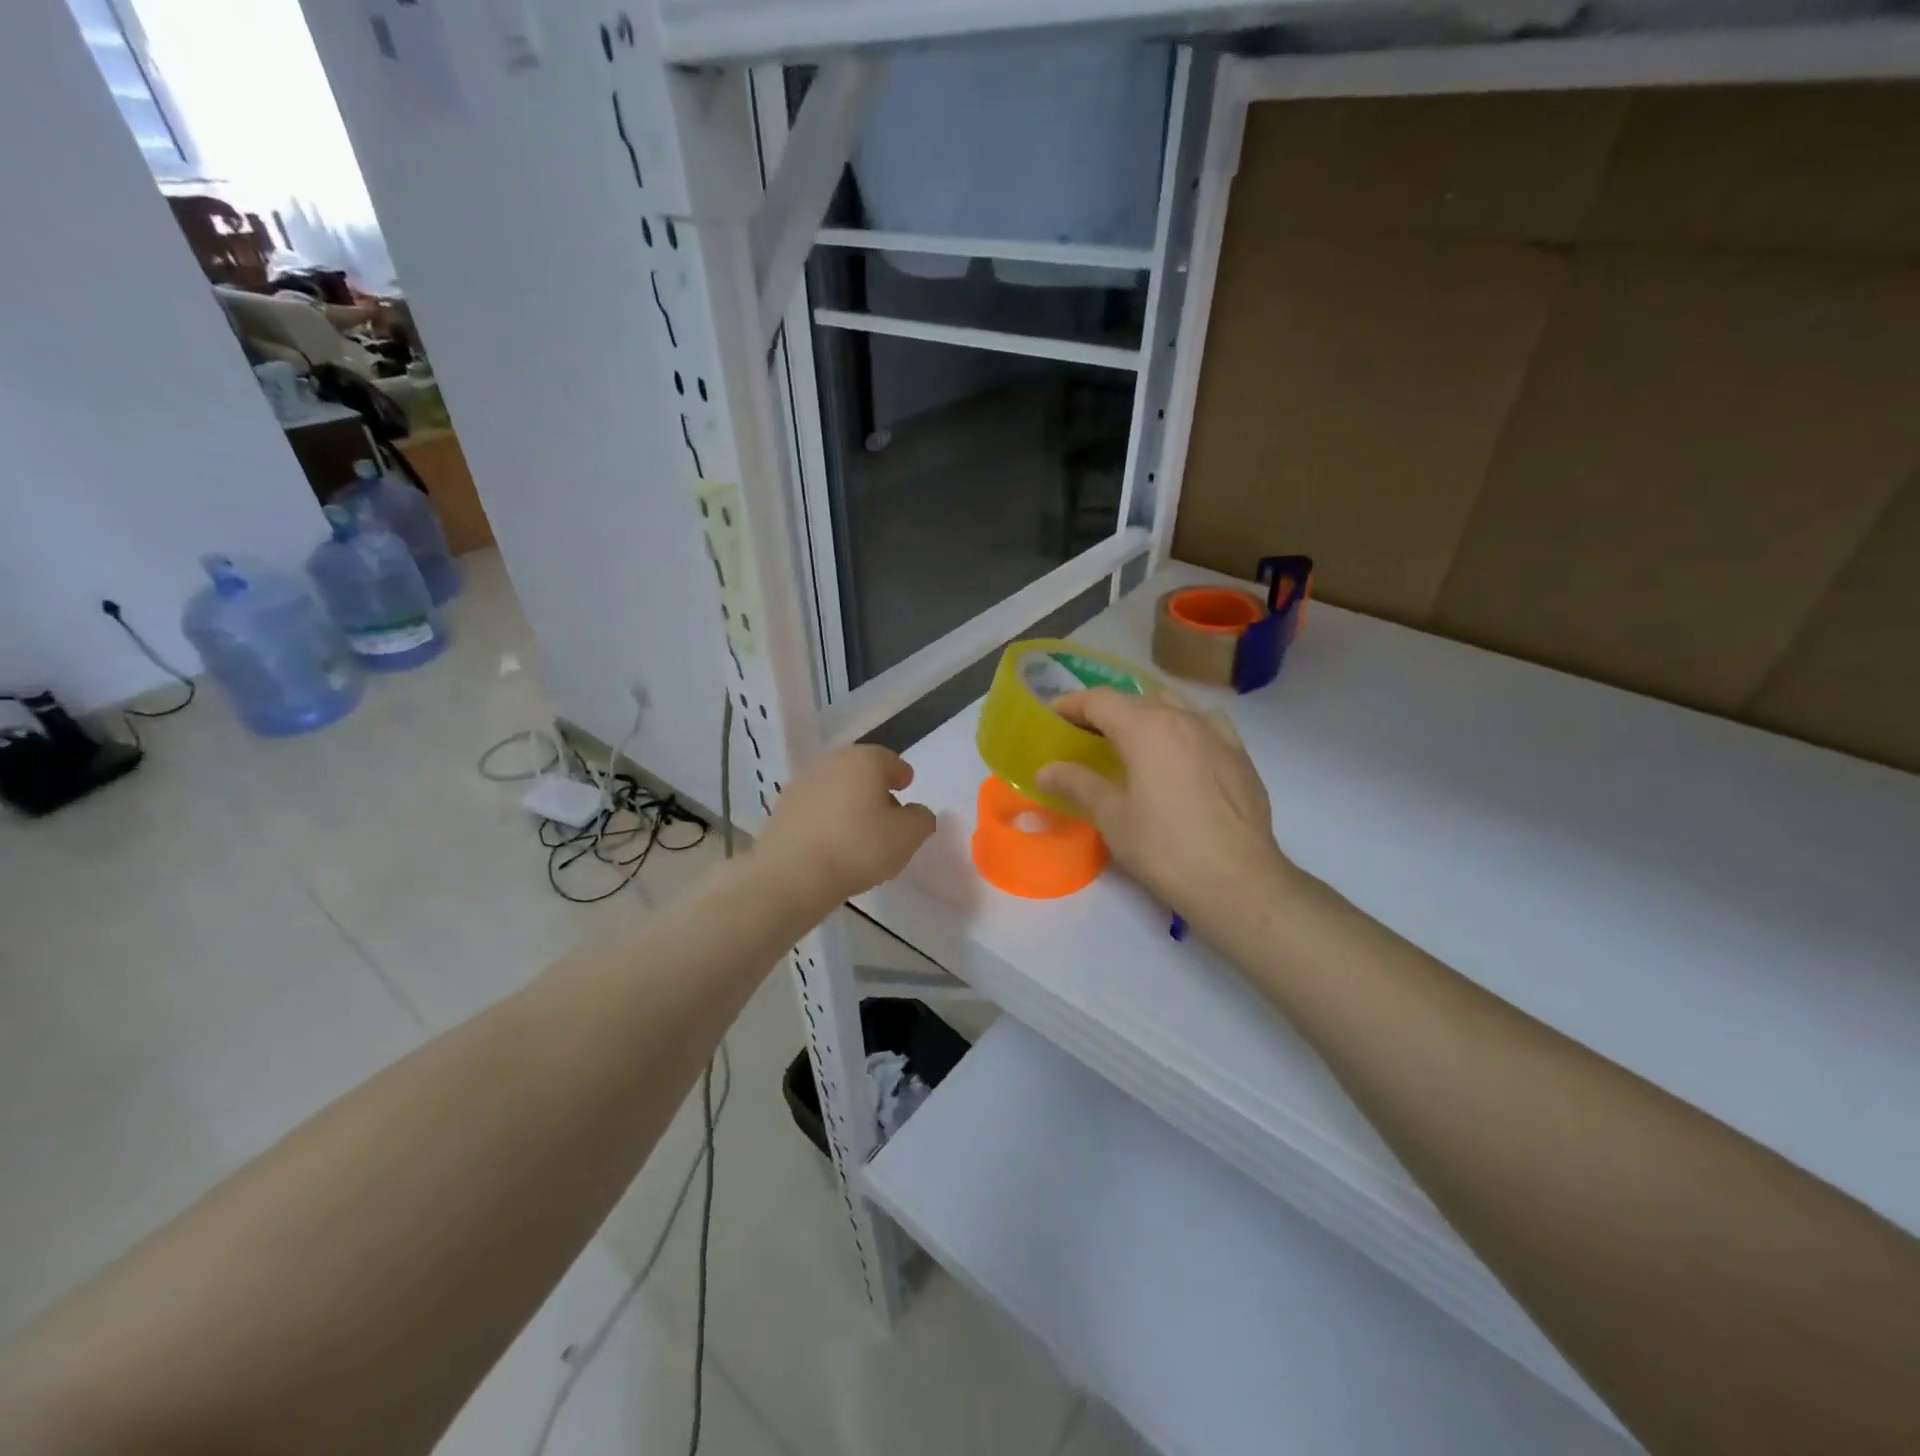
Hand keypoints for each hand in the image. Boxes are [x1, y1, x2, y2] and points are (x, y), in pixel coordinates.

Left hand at [756, 745, 936, 908]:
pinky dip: (827, 818)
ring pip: (835, 788)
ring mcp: (802, 784)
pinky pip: (815, 808)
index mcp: (864, 760)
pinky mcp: (781, 809)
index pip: (890, 760)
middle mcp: (831, 762)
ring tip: (859, 830)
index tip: (907, 787)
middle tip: (886, 811)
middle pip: (860, 771)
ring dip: (848, 802)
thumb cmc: (858, 847)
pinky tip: (832, 842)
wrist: (791, 874)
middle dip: (874, 787)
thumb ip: (921, 819)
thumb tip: (916, 813)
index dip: (901, 774)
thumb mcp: (908, 836)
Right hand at [1036, 689, 1295, 932]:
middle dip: (1106, 710)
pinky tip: (1179, 750)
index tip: (1053, 715)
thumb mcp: (1112, 817)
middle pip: (1136, 699)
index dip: (1073, 704)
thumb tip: (1045, 770)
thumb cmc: (1164, 848)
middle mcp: (1183, 718)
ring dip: (1146, 713)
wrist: (1238, 880)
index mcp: (1147, 727)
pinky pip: (1204, 723)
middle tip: (1084, 732)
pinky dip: (1182, 726)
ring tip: (1131, 738)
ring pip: (1173, 705)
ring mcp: (1217, 733)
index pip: (1101, 700)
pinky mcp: (1239, 755)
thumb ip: (1078, 784)